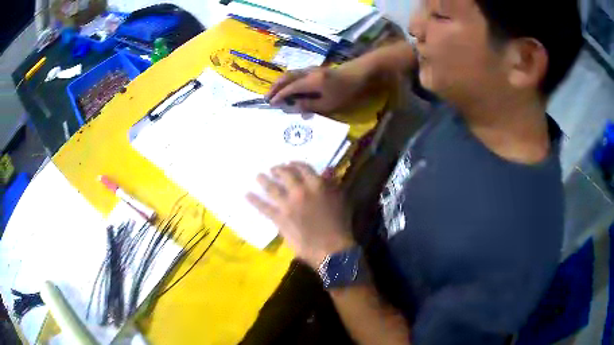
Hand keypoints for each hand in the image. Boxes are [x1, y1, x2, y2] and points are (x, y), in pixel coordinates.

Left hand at [247, 162, 354, 267]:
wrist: (331, 248)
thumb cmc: (340, 224)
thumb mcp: (341, 200)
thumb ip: (332, 184)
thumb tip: (327, 171)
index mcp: (317, 185)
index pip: (302, 168)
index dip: (294, 164)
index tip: (289, 163)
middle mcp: (300, 191)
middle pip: (285, 174)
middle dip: (278, 170)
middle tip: (273, 169)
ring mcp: (287, 205)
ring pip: (272, 188)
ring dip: (263, 180)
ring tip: (258, 176)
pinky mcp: (279, 218)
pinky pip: (264, 207)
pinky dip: (254, 201)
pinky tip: (247, 195)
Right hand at [266, 65, 369, 113]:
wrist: (363, 73)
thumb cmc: (347, 90)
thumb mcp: (329, 103)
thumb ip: (309, 105)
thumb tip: (293, 107)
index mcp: (309, 81)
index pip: (289, 88)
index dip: (279, 96)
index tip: (270, 104)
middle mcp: (308, 73)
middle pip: (287, 77)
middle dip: (276, 87)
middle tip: (268, 96)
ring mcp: (314, 69)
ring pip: (292, 74)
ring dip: (282, 82)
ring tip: (277, 92)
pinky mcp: (319, 70)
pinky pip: (299, 74)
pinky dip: (291, 80)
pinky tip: (293, 87)